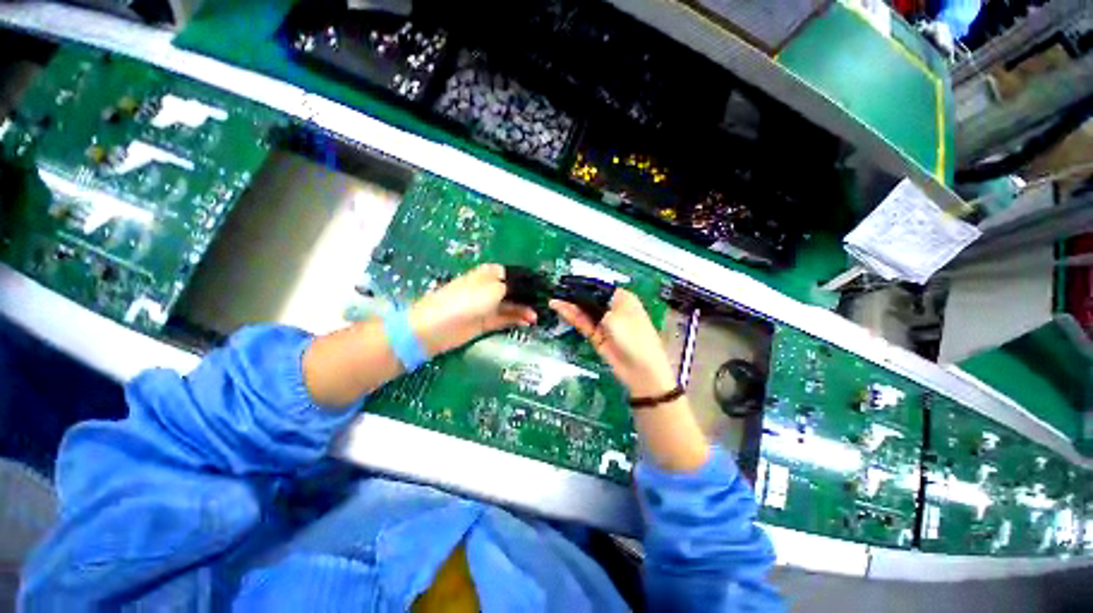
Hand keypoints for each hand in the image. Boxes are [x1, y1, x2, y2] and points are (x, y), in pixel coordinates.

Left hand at [409, 263, 536, 356]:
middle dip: (528, 297)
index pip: (513, 274)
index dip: (528, 280)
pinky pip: (505, 319)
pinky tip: (527, 322)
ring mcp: (487, 306)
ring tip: (536, 317)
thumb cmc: (467, 300)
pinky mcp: (486, 322)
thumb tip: (527, 288)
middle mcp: (490, 288)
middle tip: (544, 305)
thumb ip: (513, 287)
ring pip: (511, 306)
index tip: (543, 287)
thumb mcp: (494, 288)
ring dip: (524, 310)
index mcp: (490, 273)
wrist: (438, 327)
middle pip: (514, 291)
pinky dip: (516, 319)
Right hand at [550, 289, 676, 398]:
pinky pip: (583, 324)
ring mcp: (604, 324)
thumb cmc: (633, 337)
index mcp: (622, 299)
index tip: (566, 282)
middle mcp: (612, 309)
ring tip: (553, 300)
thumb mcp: (613, 318)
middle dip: (574, 295)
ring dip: (570, 306)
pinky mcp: (597, 336)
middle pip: (590, 299)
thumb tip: (577, 297)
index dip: (583, 285)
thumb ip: (593, 306)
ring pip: (584, 312)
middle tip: (556, 290)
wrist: (642, 370)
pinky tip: (561, 309)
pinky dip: (572, 317)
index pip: (599, 287)